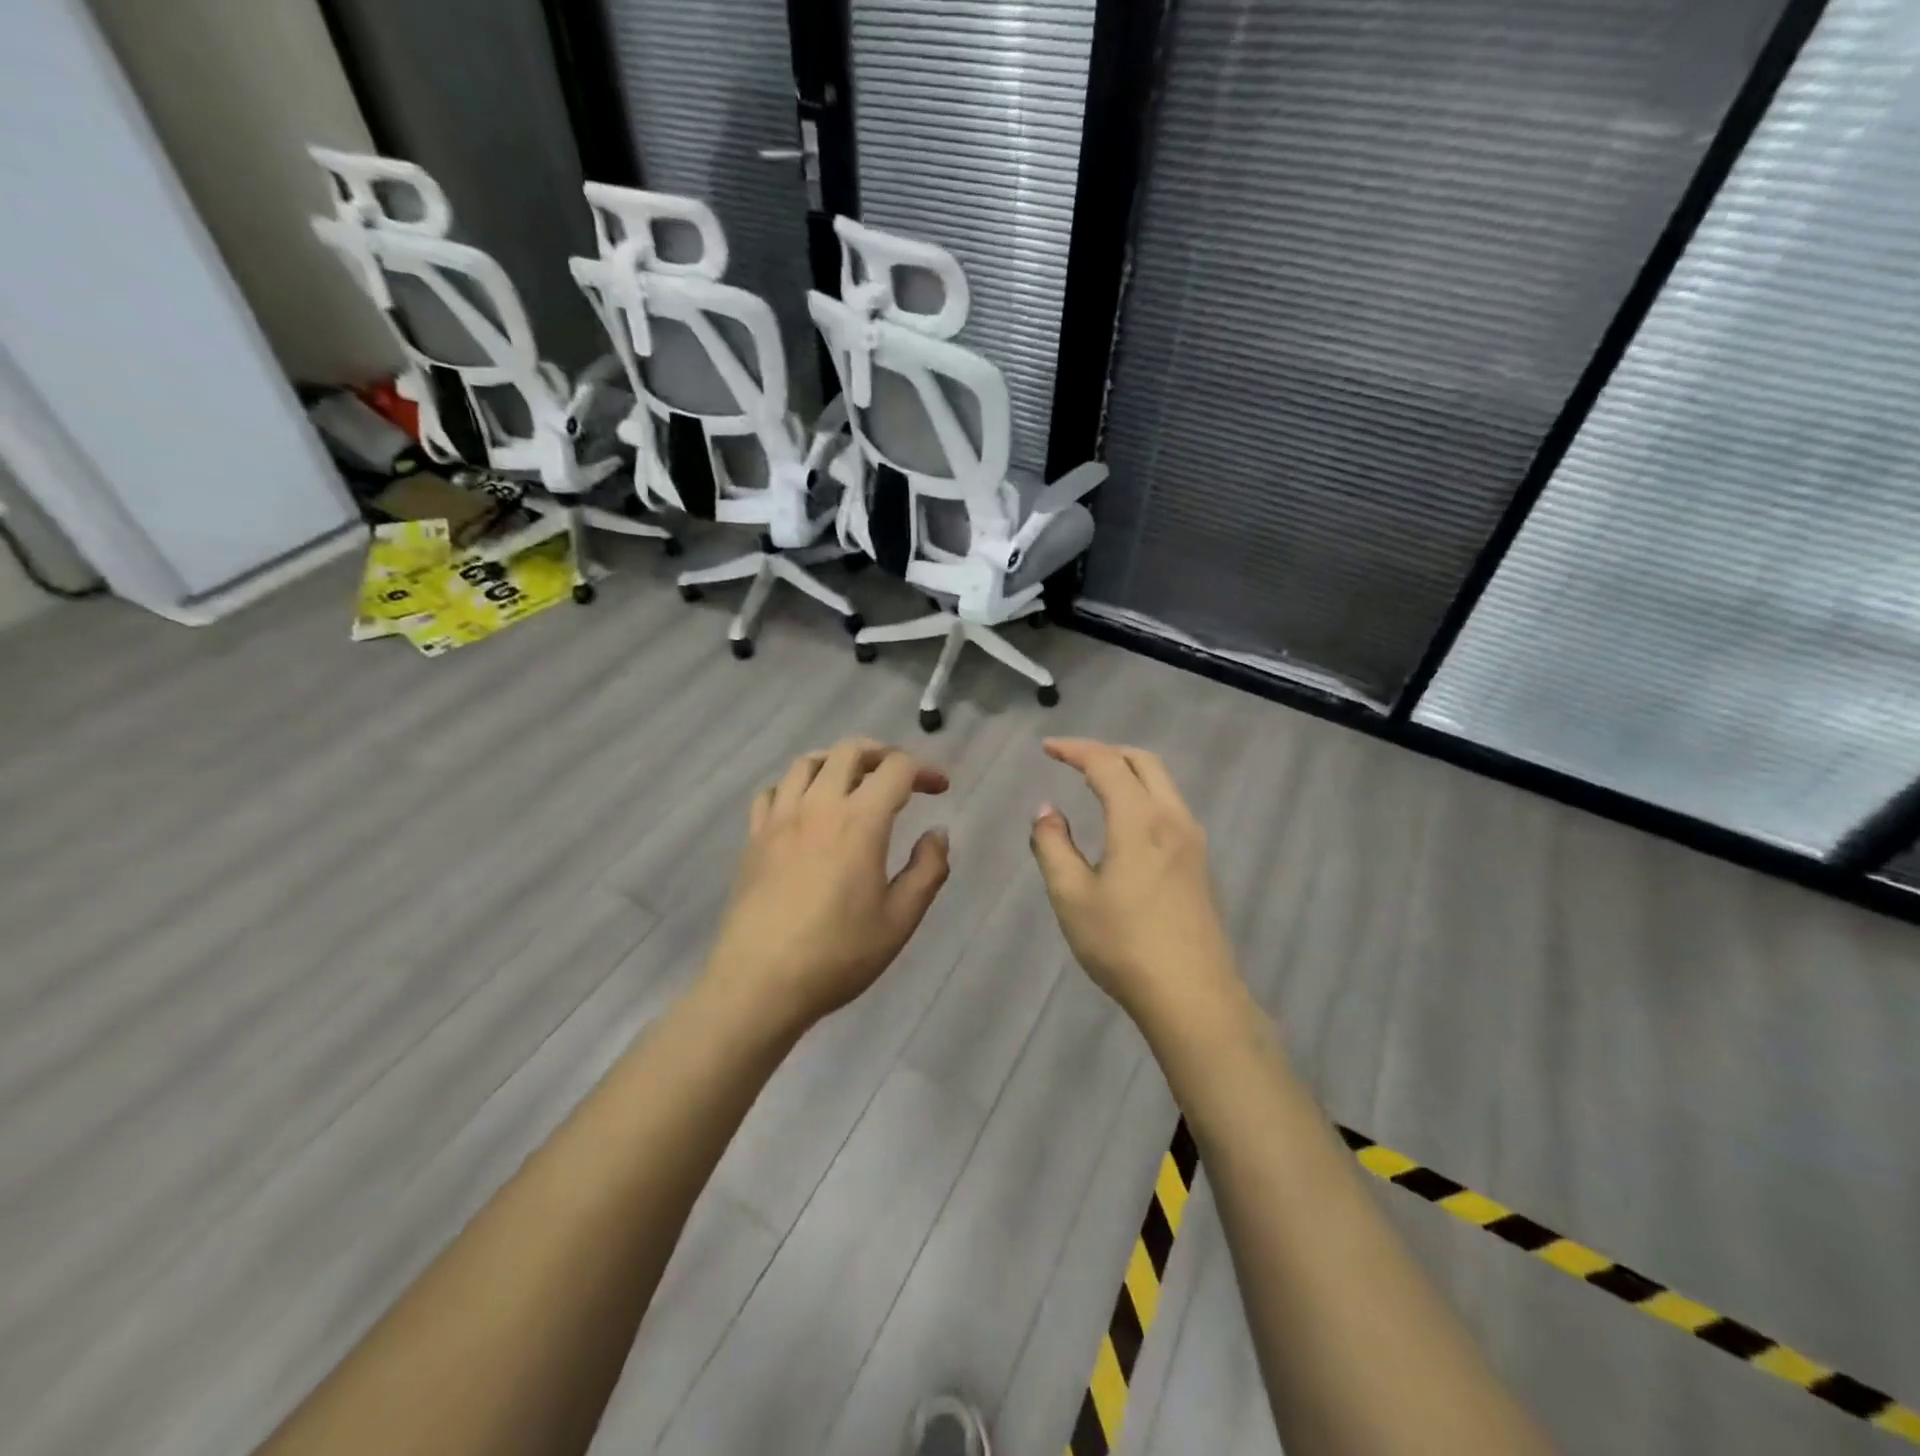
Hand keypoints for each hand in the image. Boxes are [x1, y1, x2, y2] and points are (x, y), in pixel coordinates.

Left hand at [706, 738, 950, 1030]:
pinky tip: (806, 809)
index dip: (924, 770)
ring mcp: (779, 819)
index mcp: (860, 821)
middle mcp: (818, 806)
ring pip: (807, 762)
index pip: (896, 768)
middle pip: (850, 750)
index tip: (940, 789)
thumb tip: (937, 834)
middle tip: (900, 778)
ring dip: (838, 762)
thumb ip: (927, 871)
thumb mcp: (900, 920)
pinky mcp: (753, 838)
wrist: (759, 983)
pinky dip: (797, 786)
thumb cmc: (838, 955)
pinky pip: (773, 791)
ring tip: (854, 784)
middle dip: (883, 754)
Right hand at [1030, 738, 1240, 1024]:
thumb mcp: (1071, 896)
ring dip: (1129, 772)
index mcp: (1140, 820)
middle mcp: (1172, 819)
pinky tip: (1126, 822)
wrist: (1192, 996)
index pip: (1106, 764)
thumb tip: (1047, 810)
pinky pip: (1171, 807)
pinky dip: (1144, 795)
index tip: (1047, 748)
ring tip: (1097, 784)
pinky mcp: (1201, 864)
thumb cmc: (1123, 944)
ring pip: (1163, 784)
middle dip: (1106, 752)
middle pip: (1144, 762)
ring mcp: (1193, 842)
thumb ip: (1053, 845)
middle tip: (1073, 759)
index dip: (1074, 749)